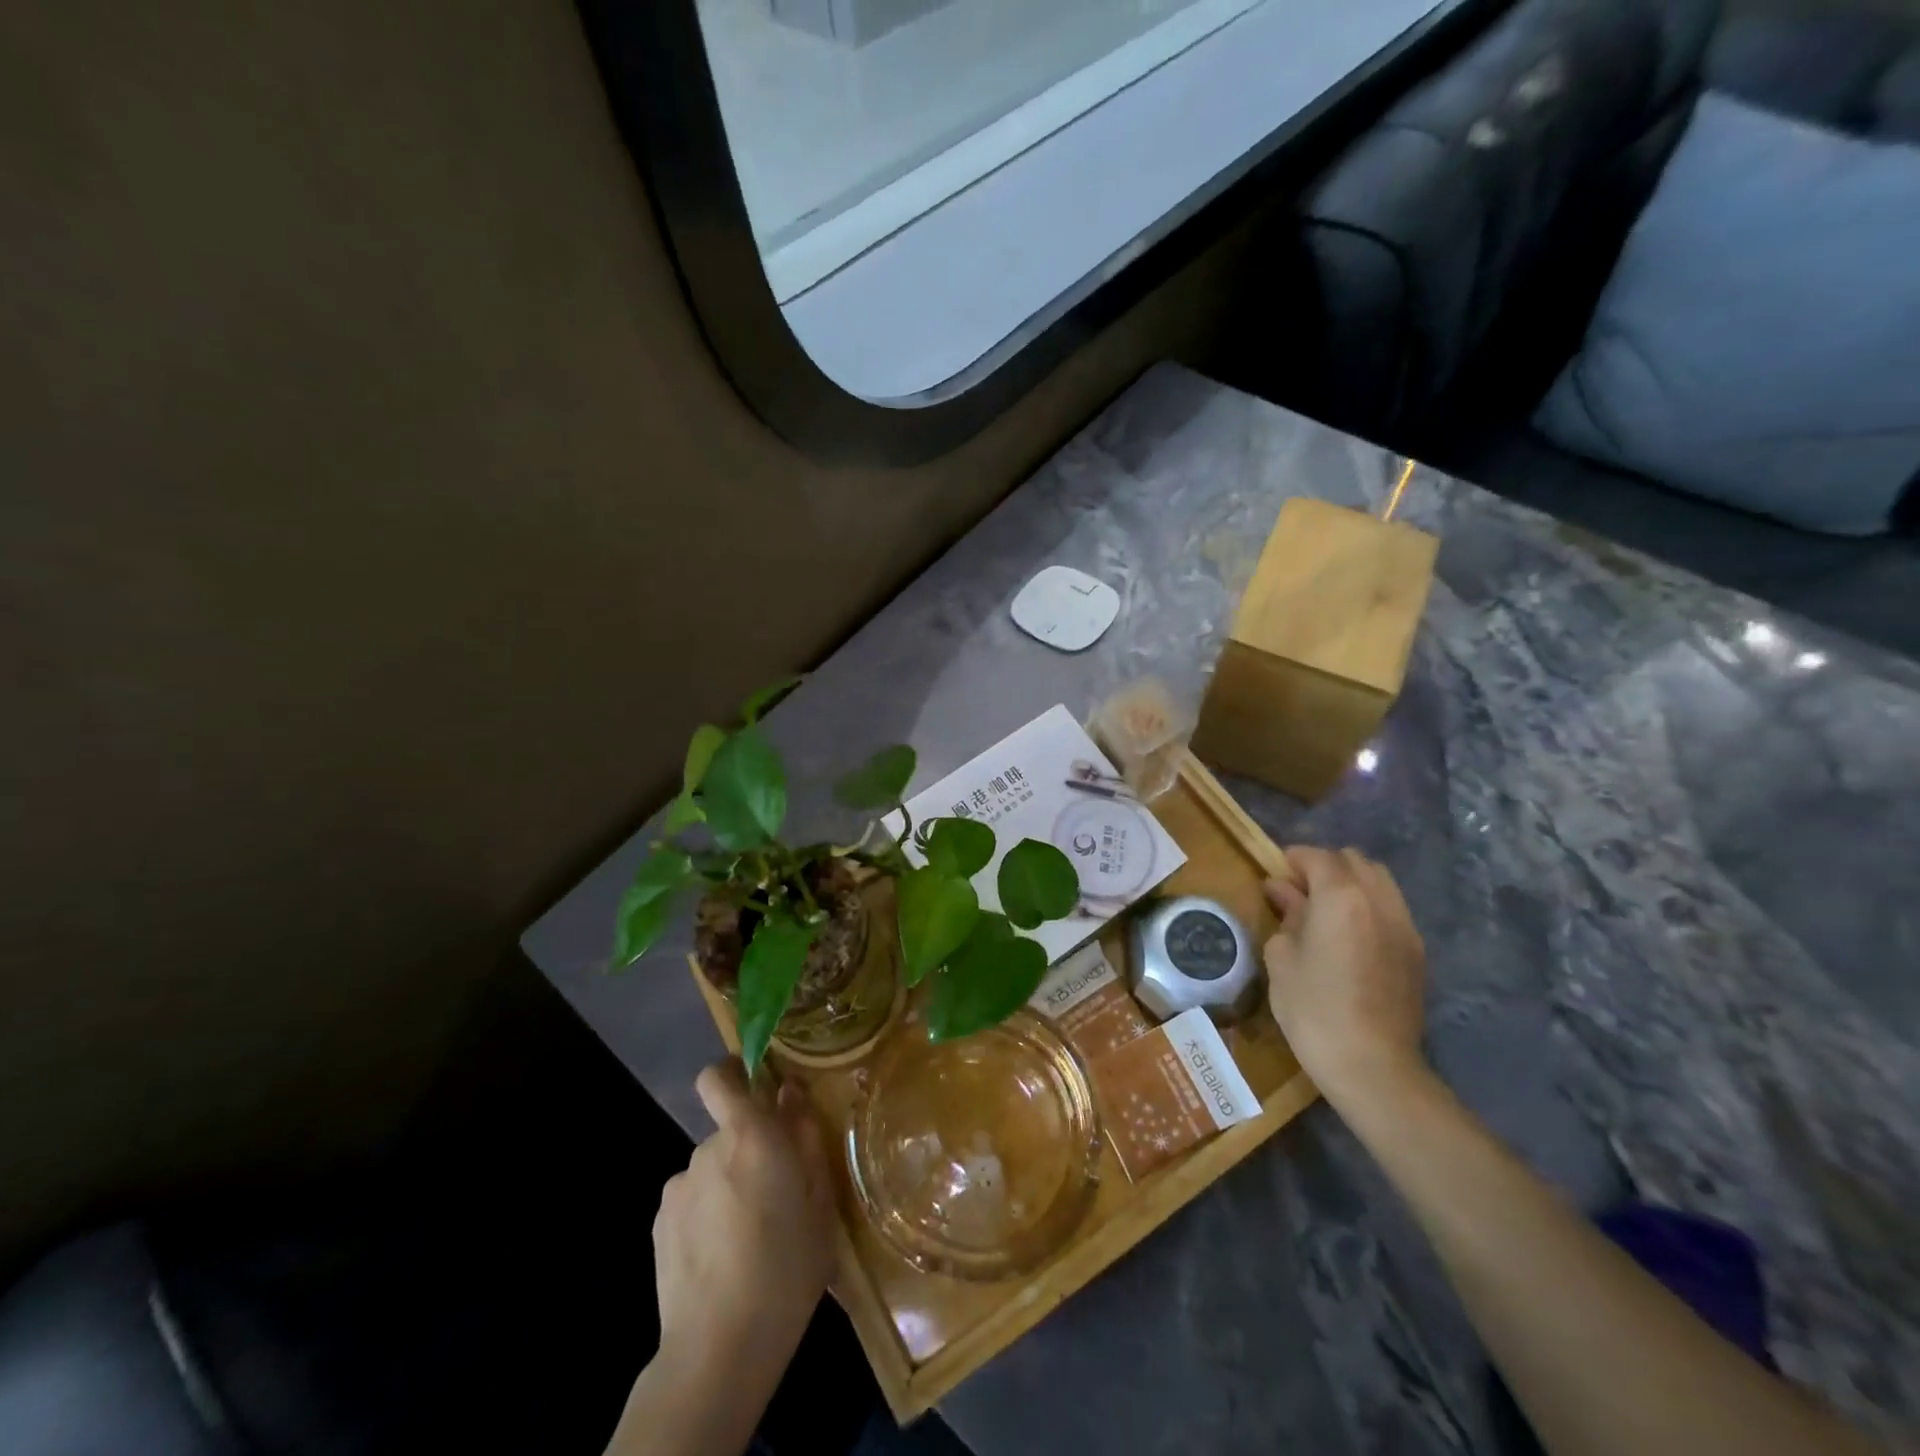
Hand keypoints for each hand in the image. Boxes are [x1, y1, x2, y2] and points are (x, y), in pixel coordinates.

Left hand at [652, 1061, 836, 1393]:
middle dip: (748, 1149)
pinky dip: (707, 1214)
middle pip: (727, 1131)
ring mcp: (678, 1188)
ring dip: (729, 1185)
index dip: (731, 1072)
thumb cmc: (786, 1267)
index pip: (718, 1077)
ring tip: (749, 1236)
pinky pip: (692, 1201)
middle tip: (775, 1194)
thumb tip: (790, 1093)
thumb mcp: (819, 1201)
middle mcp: (707, 1149)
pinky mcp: (660, 1225)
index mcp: (750, 1135)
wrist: (718, 1348)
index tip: (754, 1084)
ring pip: (711, 1170)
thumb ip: (806, 1137)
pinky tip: (722, 1256)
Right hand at [1263, 846, 1427, 1110]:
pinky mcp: (1416, 952)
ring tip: (1326, 911)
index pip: (1318, 857)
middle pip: (1354, 861)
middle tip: (1299, 892)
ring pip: (1379, 881)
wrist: (1373, 1066)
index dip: (1293, 859)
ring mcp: (1404, 926)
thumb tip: (1283, 891)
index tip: (1274, 875)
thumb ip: (1286, 915)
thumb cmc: (1313, 1008)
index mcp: (1341, 897)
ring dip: (1351, 884)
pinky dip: (1369, 907)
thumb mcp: (1282, 957)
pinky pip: (1392, 909)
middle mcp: (1379, 901)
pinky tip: (1350, 936)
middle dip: (1325, 867)